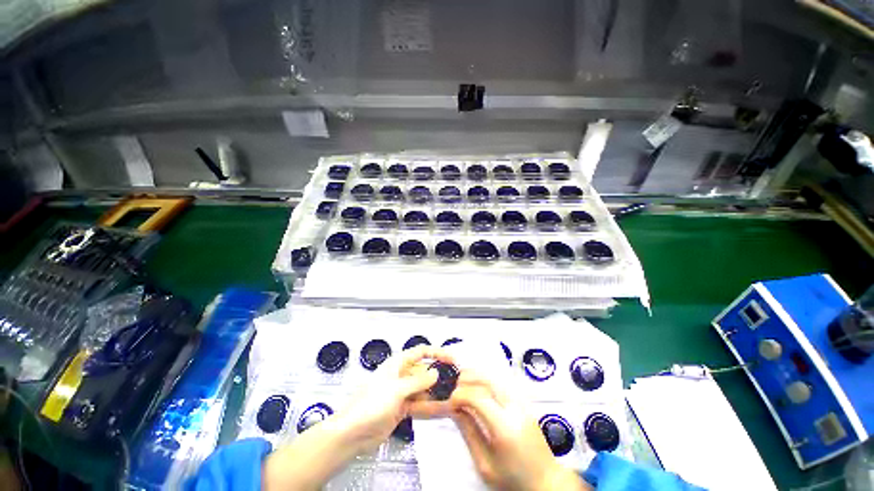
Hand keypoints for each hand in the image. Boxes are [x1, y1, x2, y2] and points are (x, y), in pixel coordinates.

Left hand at [335, 345, 456, 452]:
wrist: (352, 434)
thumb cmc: (371, 404)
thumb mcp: (397, 389)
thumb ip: (418, 381)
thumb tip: (435, 374)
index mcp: (397, 364)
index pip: (421, 352)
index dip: (437, 353)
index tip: (452, 359)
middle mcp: (400, 375)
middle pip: (423, 371)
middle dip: (438, 376)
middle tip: (456, 382)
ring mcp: (401, 393)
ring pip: (423, 389)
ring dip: (436, 393)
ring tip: (453, 397)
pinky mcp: (401, 409)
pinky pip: (419, 405)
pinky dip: (430, 407)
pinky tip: (443, 410)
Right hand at [450, 371, 589, 490]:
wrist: (546, 480)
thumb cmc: (515, 480)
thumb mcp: (485, 465)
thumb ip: (469, 433)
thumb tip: (455, 410)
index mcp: (505, 427)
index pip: (478, 396)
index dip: (460, 394)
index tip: (450, 402)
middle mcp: (515, 408)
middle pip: (486, 379)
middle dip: (466, 379)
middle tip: (455, 391)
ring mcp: (521, 402)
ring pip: (494, 375)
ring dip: (475, 376)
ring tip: (463, 386)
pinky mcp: (524, 400)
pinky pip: (501, 380)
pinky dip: (486, 378)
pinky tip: (478, 386)